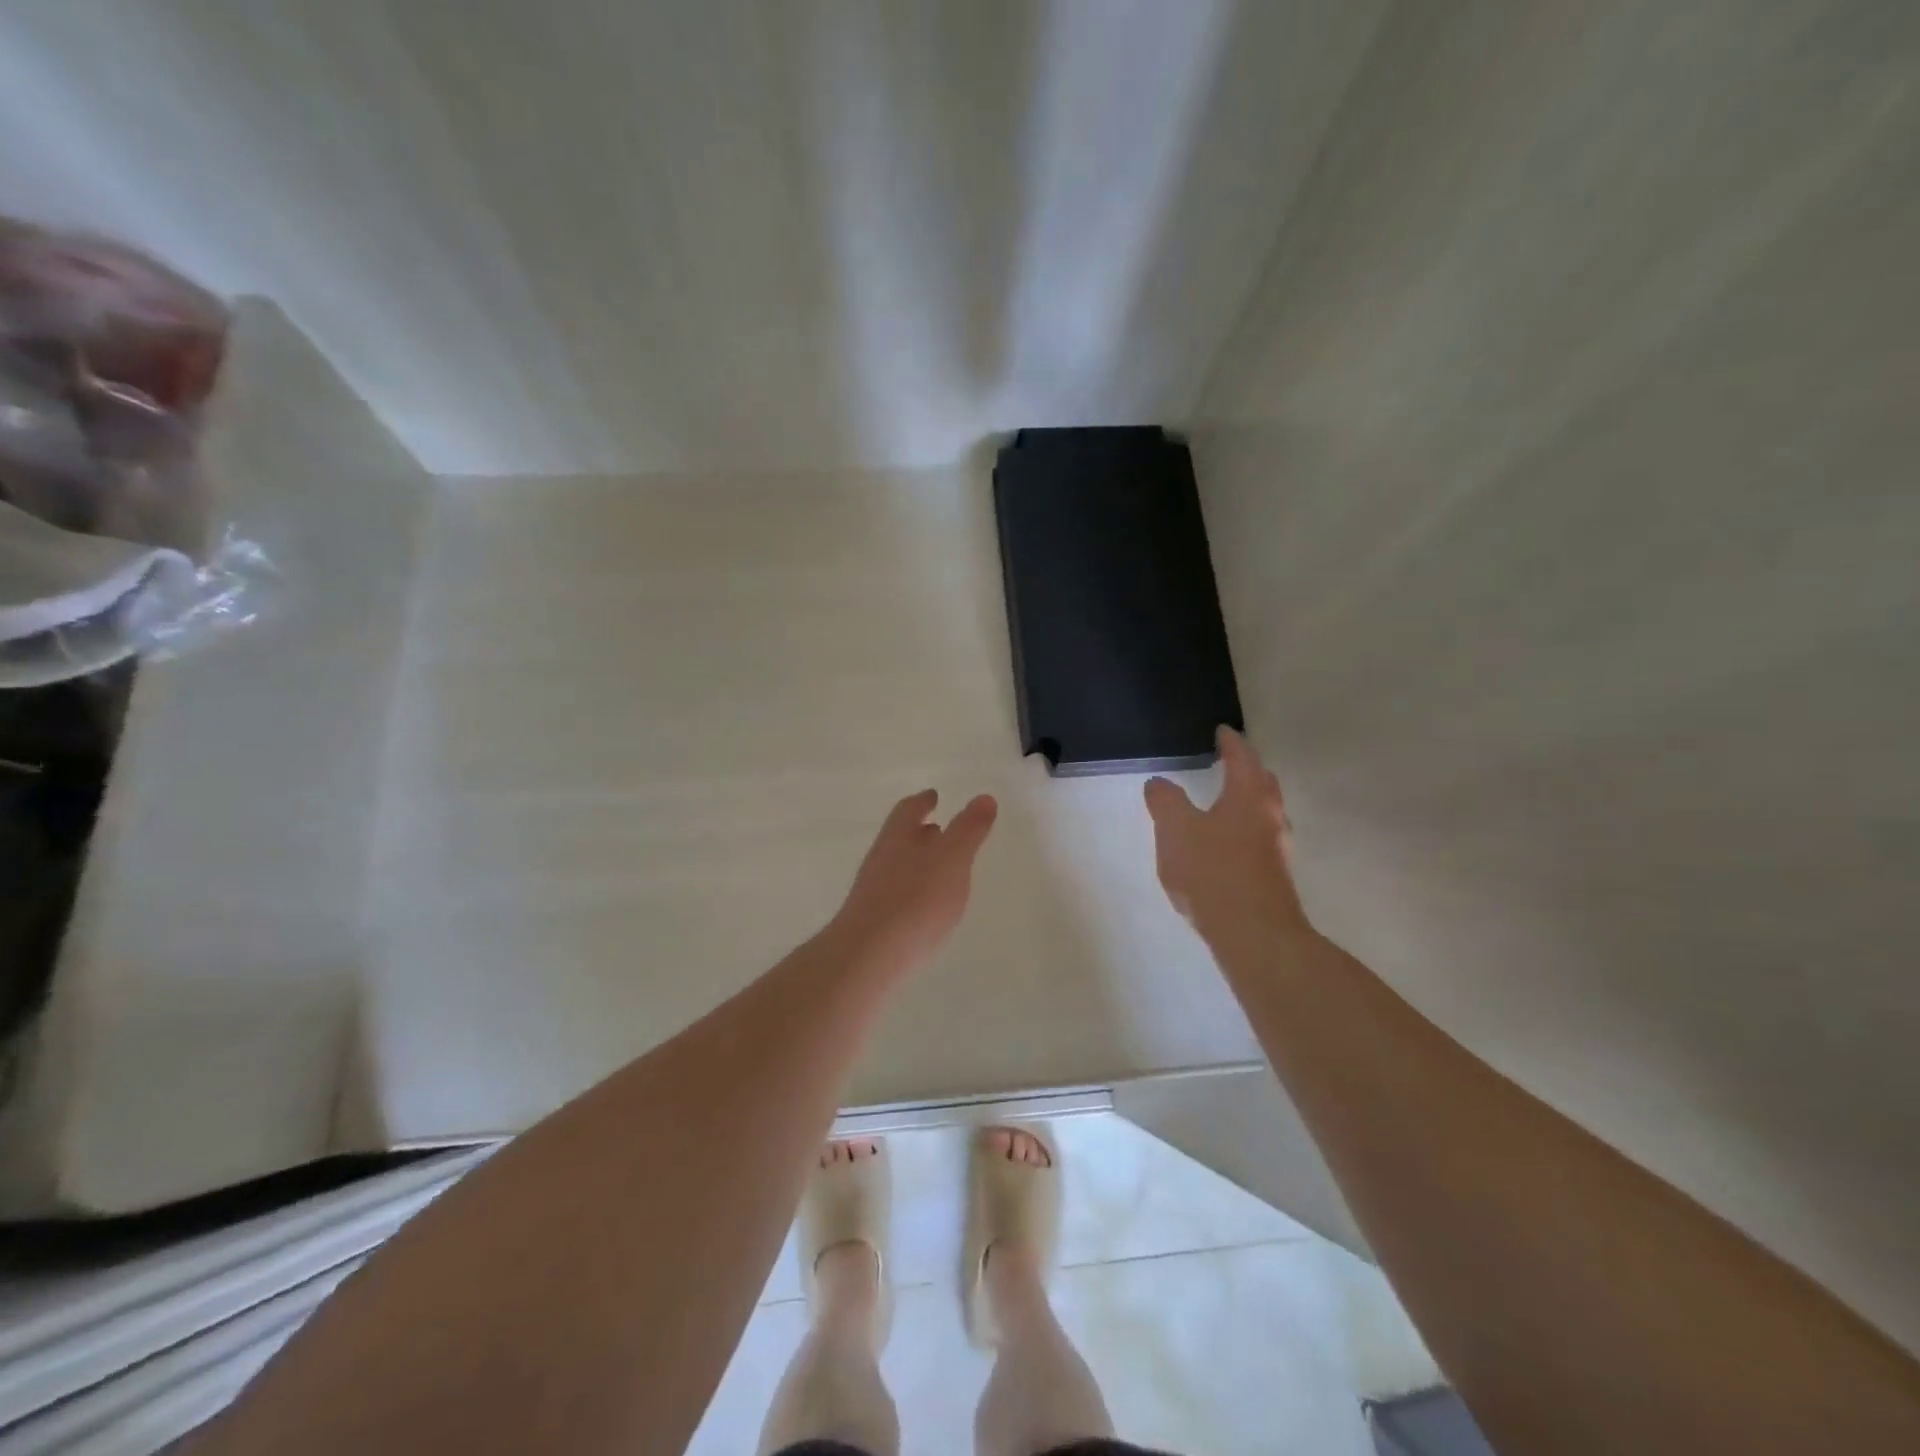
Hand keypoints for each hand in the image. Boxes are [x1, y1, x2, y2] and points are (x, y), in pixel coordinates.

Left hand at [829, 789, 997, 973]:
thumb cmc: (915, 900)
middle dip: (921, 831)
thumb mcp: (952, 859)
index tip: (933, 795)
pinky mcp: (874, 921)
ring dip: (919, 861)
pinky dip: (915, 889)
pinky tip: (927, 906)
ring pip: (899, 865)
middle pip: (901, 836)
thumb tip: (984, 797)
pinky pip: (898, 894)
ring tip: (941, 867)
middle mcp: (881, 858)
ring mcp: (874, 890)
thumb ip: (969, 829)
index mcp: (898, 836)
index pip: (909, 809)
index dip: (923, 801)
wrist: (868, 957)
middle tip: (940, 828)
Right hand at [1145, 727, 1310, 949]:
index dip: (1230, 742)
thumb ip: (1165, 802)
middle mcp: (1270, 816)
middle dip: (1246, 769)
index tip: (1222, 730)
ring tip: (1222, 802)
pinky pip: (1258, 839)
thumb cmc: (1213, 872)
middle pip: (1261, 782)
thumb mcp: (1176, 830)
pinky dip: (1243, 830)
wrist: (1254, 934)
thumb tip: (1159, 782)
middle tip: (1227, 762)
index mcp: (1249, 796)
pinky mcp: (1274, 876)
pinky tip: (1224, 845)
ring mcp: (1277, 848)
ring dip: (1246, 802)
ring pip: (1263, 813)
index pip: (1242, 757)